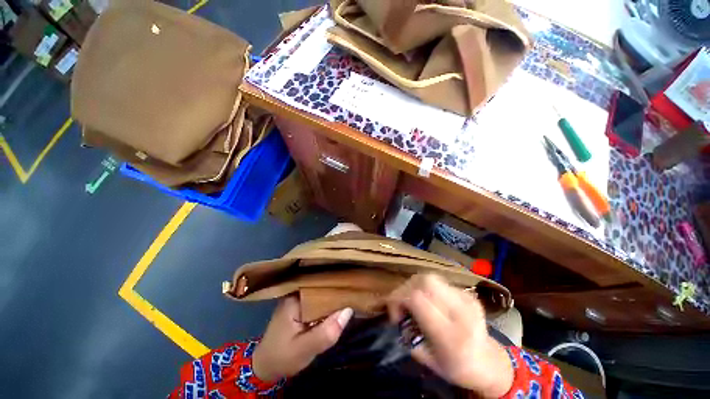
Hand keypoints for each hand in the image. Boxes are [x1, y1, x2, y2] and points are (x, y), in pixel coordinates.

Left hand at [252, 296, 352, 381]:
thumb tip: (349, 310)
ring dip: (333, 297)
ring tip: (351, 293)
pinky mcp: (300, 306)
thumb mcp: (304, 349)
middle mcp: (296, 293)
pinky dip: (327, 304)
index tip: (354, 286)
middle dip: (337, 290)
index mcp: (295, 298)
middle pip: (321, 288)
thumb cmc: (282, 357)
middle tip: (355, 290)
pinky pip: (317, 301)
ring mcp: (297, 299)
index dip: (337, 286)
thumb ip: (326, 332)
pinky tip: (338, 304)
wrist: (265, 366)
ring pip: (320, 294)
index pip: (320, 286)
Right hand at [387, 274, 513, 397]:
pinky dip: (426, 287)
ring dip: (414, 285)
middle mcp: (460, 312)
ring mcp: (466, 299)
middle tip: (401, 304)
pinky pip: (439, 281)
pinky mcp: (467, 293)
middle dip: (405, 289)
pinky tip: (427, 299)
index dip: (398, 300)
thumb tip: (397, 314)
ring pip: (430, 277)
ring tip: (412, 300)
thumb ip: (408, 336)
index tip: (395, 314)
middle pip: (424, 281)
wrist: (490, 362)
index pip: (417, 299)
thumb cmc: (457, 367)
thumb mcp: (428, 360)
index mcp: (451, 335)